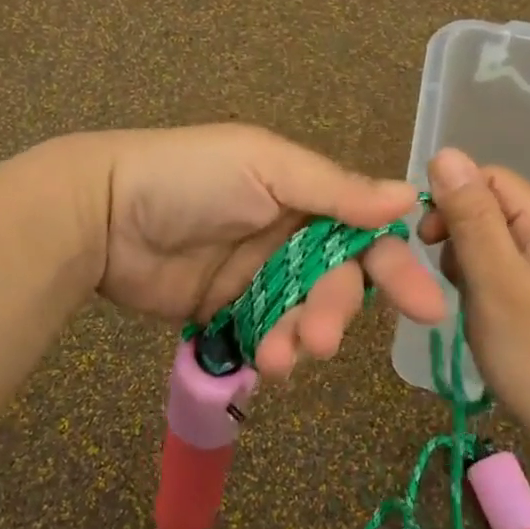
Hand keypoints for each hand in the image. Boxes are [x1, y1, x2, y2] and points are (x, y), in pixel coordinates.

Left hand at [85, 125, 446, 379]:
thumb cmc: (189, 178)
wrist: (102, 213)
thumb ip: (334, 190)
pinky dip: (271, 351)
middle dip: (335, 312)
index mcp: (303, 195)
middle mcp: (288, 237)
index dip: (396, 267)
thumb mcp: (265, 167)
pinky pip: (265, 337)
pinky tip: (263, 361)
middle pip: (336, 283)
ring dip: (301, 339)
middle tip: (321, 339)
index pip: (365, 233)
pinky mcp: (226, 312)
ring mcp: (257, 277)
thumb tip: (408, 196)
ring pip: (303, 316)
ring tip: (281, 356)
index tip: (427, 308)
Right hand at [417, 148, 529, 449]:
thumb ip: (471, 218)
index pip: (489, 179)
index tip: (427, 242)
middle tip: (449, 282)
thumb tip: (445, 152)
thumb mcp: (498, 284)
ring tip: (469, 307)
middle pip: (490, 209)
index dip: (452, 198)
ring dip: (466, 266)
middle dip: (457, 236)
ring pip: (491, 244)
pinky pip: (502, 274)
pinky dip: (481, 288)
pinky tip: (482, 319)